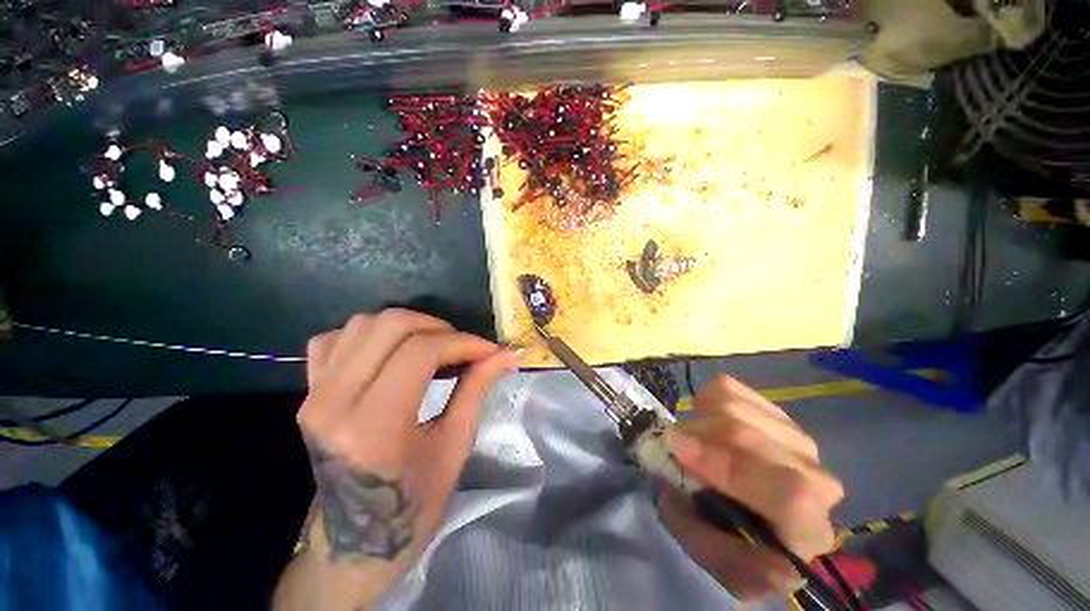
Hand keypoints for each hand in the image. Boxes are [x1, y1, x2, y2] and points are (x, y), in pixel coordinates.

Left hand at [285, 309, 518, 608]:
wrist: (357, 540)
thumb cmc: (414, 504)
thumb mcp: (455, 445)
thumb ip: (477, 388)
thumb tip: (508, 354)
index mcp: (373, 425)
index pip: (421, 352)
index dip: (463, 342)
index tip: (490, 350)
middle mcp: (334, 402)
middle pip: (390, 326)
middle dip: (438, 327)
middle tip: (463, 347)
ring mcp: (314, 395)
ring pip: (363, 324)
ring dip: (407, 327)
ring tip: (433, 347)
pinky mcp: (308, 393)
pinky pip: (334, 339)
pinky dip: (369, 335)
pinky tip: (391, 353)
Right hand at [660, 375, 843, 599]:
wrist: (753, 516)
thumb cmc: (731, 540)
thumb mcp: (707, 551)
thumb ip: (695, 523)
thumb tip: (681, 467)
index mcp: (807, 528)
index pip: (787, 492)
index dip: (726, 466)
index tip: (677, 448)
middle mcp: (815, 477)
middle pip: (752, 437)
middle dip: (699, 435)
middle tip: (672, 443)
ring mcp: (796, 437)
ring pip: (736, 406)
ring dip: (699, 420)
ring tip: (692, 440)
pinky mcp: (774, 411)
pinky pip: (729, 388)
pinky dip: (705, 402)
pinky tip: (707, 423)